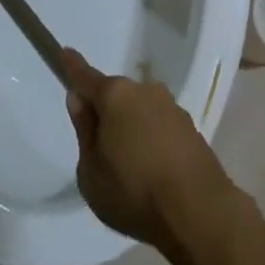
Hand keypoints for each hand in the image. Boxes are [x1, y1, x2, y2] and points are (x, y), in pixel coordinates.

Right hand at [63, 48, 234, 252]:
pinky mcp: (191, 128)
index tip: (65, 52)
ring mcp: (171, 107)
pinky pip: (159, 127)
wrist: (199, 212)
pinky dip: (152, 141)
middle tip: (100, 148)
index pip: (86, 77)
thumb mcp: (91, 172)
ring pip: (139, 111)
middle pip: (116, 96)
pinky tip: (153, 173)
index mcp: (115, 96)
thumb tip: (80, 100)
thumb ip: (84, 131)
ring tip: (130, 169)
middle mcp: (144, 91)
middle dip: (106, 112)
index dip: (73, 66)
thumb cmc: (134, 192)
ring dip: (131, 128)